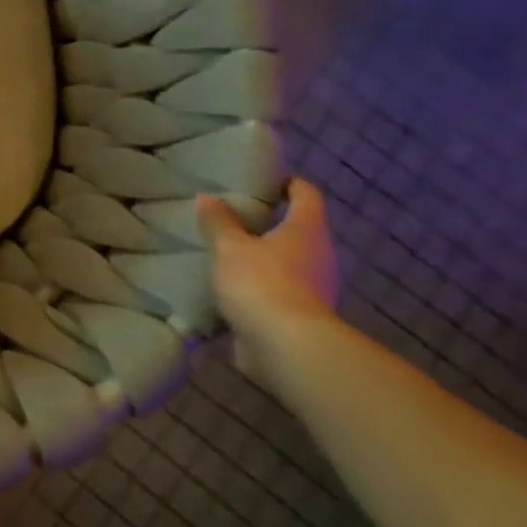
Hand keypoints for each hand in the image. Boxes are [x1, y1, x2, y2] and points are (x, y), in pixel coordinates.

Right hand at [197, 180, 338, 388]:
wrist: (286, 347)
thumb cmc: (262, 282)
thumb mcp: (229, 247)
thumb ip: (218, 222)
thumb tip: (208, 198)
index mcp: (306, 230)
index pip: (305, 194)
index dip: (288, 183)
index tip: (263, 180)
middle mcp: (318, 255)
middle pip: (297, 228)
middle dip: (268, 222)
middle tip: (232, 216)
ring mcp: (313, 287)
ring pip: (286, 261)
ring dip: (261, 255)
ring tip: (224, 251)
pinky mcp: (300, 314)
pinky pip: (277, 289)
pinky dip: (257, 284)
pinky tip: (229, 285)